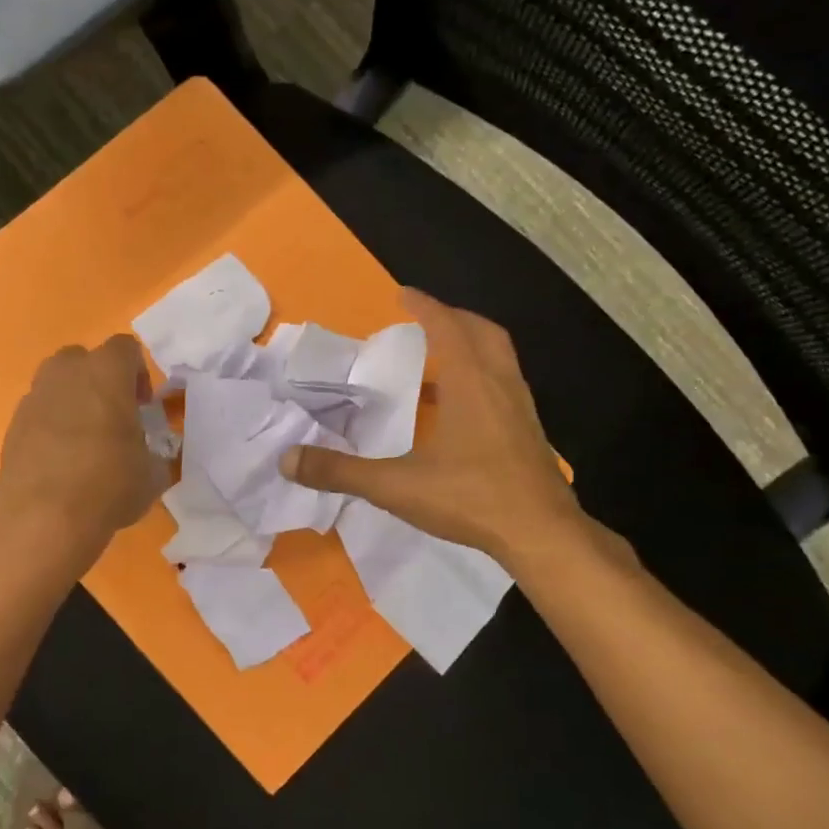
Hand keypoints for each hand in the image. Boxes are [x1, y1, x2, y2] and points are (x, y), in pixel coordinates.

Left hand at [0, 335, 166, 558]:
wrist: (44, 516)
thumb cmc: (110, 484)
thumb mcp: (152, 472)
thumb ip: (153, 452)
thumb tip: (149, 456)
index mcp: (107, 372)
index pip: (126, 348)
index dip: (138, 373)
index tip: (143, 405)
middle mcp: (67, 372)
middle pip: (85, 359)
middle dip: (100, 381)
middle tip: (114, 417)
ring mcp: (34, 397)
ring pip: (57, 384)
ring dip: (73, 402)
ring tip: (85, 440)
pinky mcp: (13, 425)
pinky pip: (39, 413)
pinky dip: (51, 427)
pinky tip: (61, 461)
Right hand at [281, 289, 605, 569]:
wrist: (541, 533)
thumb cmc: (471, 498)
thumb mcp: (396, 486)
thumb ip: (341, 472)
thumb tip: (287, 460)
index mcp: (469, 382)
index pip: (446, 326)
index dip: (424, 307)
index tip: (404, 294)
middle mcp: (500, 383)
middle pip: (481, 331)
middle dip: (453, 318)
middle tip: (425, 319)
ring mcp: (521, 407)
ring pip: (499, 357)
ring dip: (471, 345)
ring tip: (440, 359)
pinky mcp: (529, 431)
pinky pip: (505, 384)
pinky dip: (482, 376)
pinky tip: (462, 409)